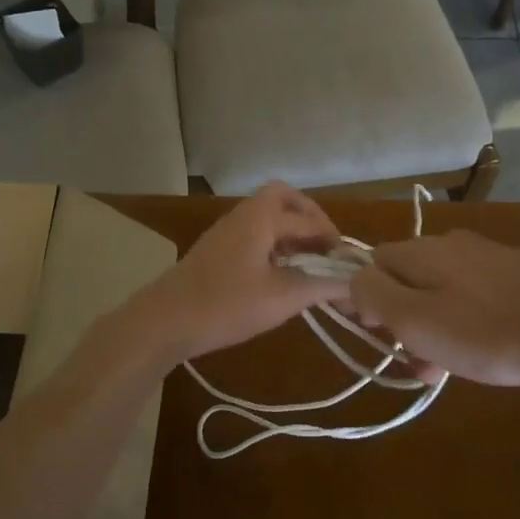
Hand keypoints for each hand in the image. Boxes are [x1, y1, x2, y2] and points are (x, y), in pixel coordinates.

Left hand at [126, 184, 349, 363]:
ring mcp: (226, 231)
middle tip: (326, 247)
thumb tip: (354, 284)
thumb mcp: (281, 298)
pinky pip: (254, 234)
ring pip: (267, 216)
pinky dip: (274, 244)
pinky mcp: (217, 250)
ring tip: (310, 264)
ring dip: (291, 232)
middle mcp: (244, 215)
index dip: (335, 241)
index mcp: (261, 217)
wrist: (165, 320)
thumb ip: (321, 286)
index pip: (310, 221)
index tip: (351, 267)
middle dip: (310, 217)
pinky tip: (281, 275)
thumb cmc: (226, 305)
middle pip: (284, 198)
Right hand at [347, 231, 519, 414]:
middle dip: (402, 318)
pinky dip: (468, 320)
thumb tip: (354, 280)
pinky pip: (477, 294)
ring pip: (443, 289)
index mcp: (422, 250)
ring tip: (445, 368)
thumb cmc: (485, 332)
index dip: (365, 298)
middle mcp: (453, 242)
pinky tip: (484, 350)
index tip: (375, 333)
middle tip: (413, 360)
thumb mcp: (414, 319)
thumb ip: (373, 294)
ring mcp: (491, 256)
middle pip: (408, 277)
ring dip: (434, 325)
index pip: (372, 262)